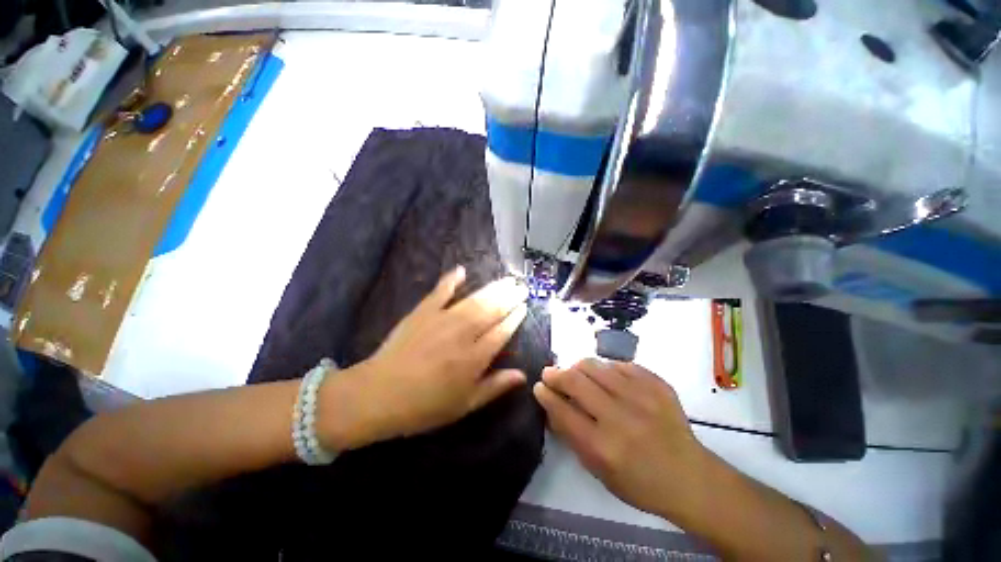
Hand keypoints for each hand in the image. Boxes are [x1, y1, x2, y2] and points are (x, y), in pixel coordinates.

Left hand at [323, 266, 529, 449]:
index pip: (502, 332)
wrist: (379, 394)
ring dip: (493, 288)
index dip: (515, 318)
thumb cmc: (425, 406)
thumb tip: (522, 375)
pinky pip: (440, 291)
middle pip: (492, 311)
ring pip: (474, 300)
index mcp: (475, 358)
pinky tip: (462, 270)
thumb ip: (495, 387)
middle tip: (521, 287)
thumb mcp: (464, 405)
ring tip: (506, 280)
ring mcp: (442, 319)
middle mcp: (463, 334)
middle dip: (509, 297)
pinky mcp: (423, 312)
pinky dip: (451, 279)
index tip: (524, 307)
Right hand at [533, 360, 707, 516]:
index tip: (538, 386)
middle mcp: (620, 418)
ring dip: (578, 367)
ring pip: (595, 366)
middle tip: (549, 373)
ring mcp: (642, 397)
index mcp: (604, 447)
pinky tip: (606, 377)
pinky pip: (621, 364)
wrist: (691, 478)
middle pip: (576, 381)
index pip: (563, 411)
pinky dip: (606, 368)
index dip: (546, 395)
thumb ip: (571, 436)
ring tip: (576, 373)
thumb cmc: (639, 483)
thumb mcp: (598, 471)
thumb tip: (552, 405)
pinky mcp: (658, 384)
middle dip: (556, 374)